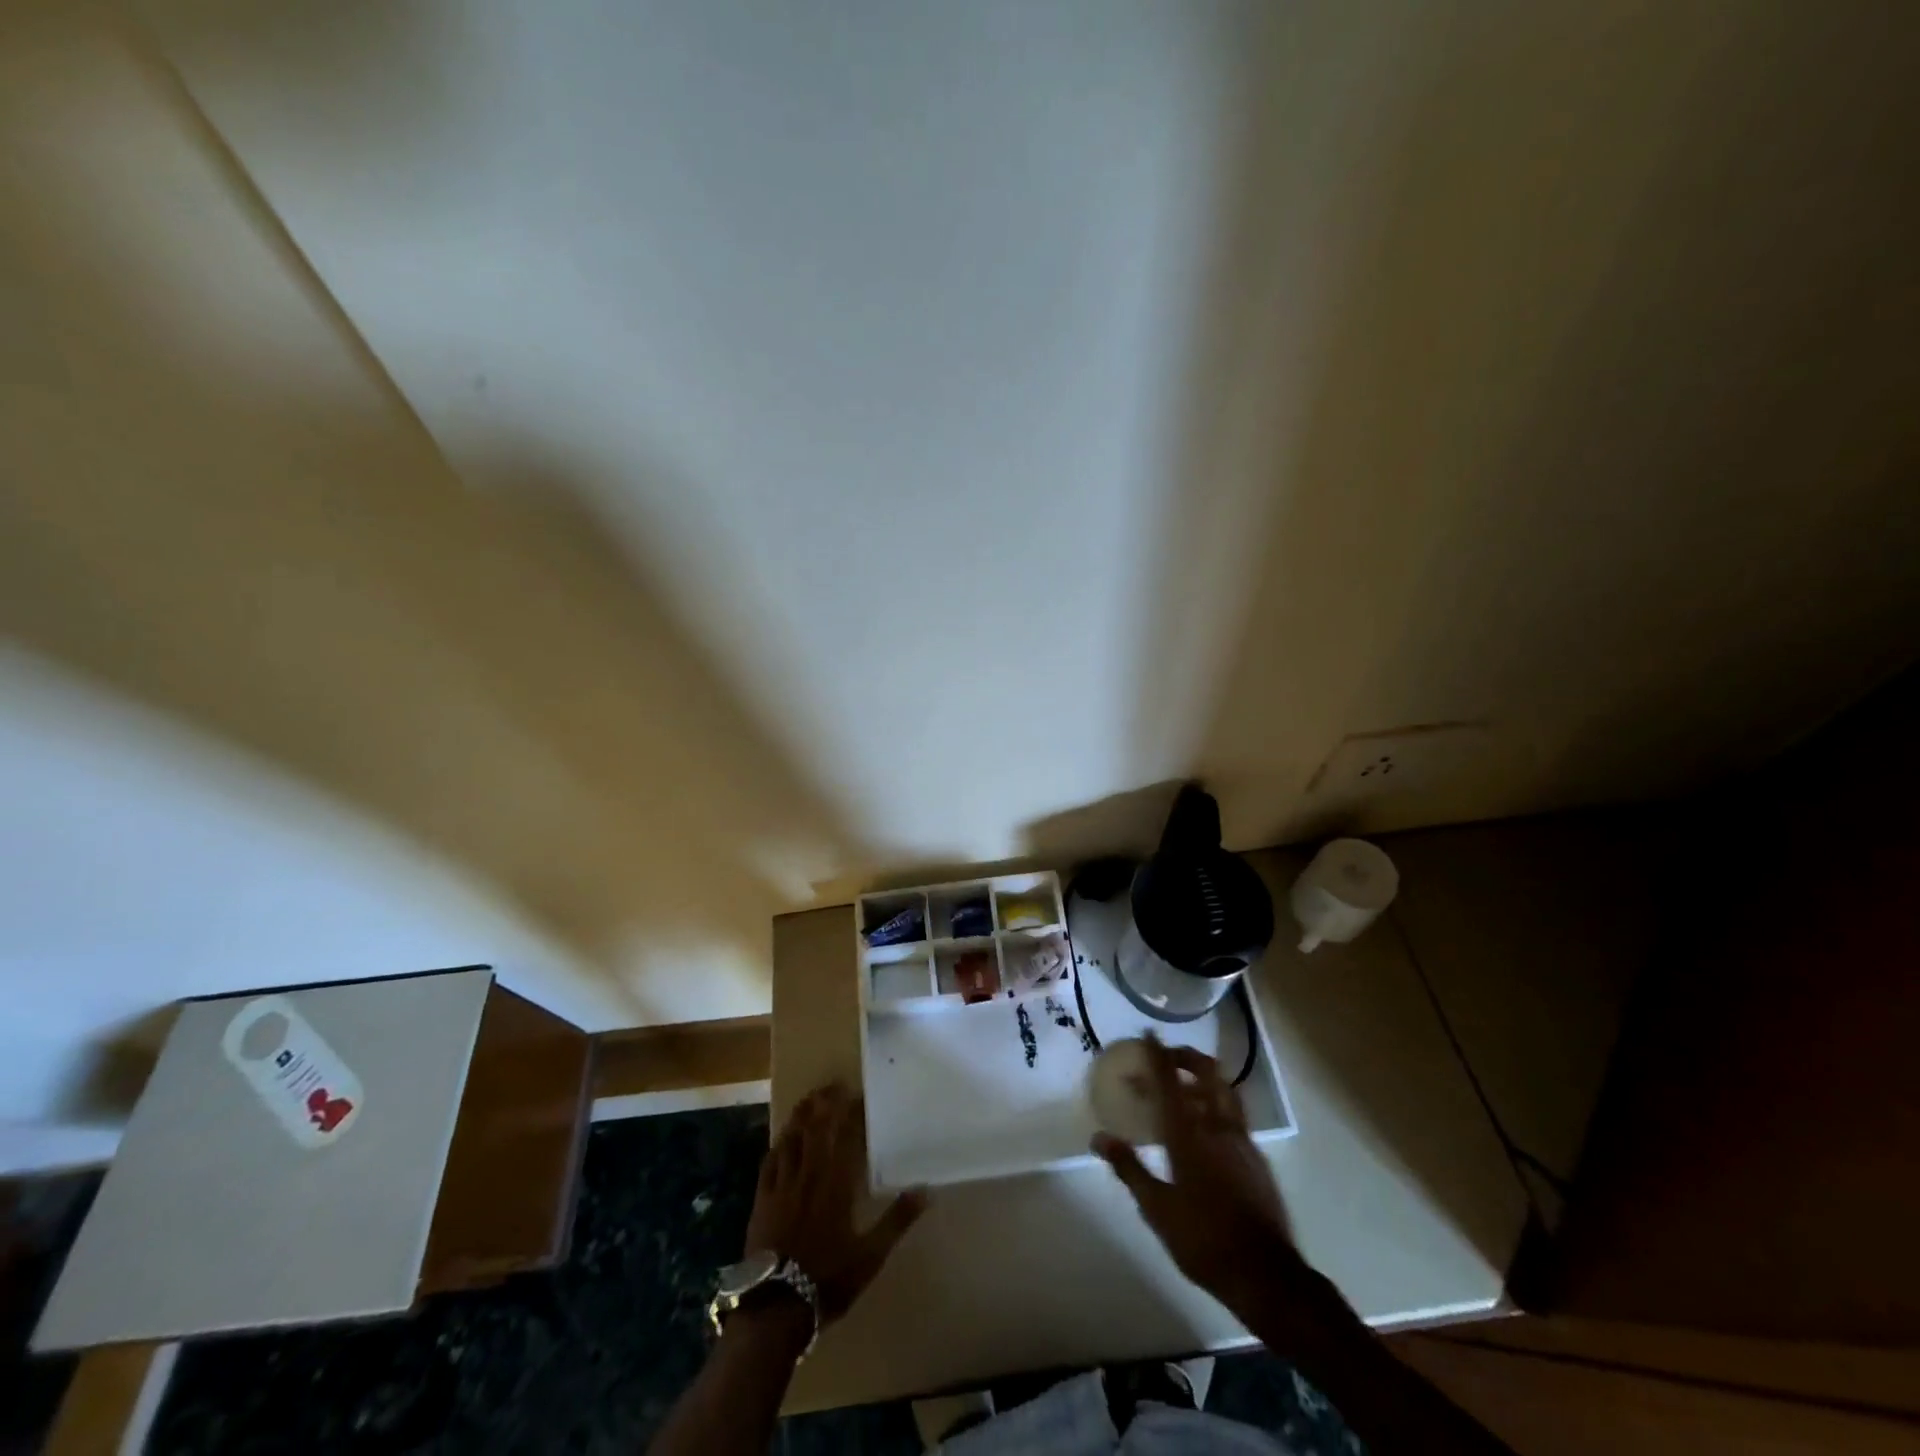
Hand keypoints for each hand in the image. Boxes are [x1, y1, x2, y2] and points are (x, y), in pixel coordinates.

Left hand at [744, 1082, 927, 1323]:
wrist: (775, 1308)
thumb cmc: (828, 1279)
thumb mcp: (871, 1255)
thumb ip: (898, 1220)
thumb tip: (927, 1190)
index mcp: (836, 1183)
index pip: (845, 1135)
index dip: (851, 1112)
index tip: (858, 1094)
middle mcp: (808, 1174)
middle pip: (815, 1128)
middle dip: (824, 1103)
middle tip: (833, 1085)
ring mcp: (782, 1185)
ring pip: (791, 1139)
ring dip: (801, 1116)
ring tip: (809, 1099)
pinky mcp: (762, 1199)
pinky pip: (770, 1162)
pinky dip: (778, 1144)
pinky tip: (781, 1139)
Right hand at [1093, 1038, 1298, 1309]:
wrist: (1266, 1275)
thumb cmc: (1204, 1241)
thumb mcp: (1157, 1209)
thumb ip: (1129, 1168)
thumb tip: (1099, 1137)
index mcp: (1188, 1135)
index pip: (1170, 1082)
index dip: (1157, 1055)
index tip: (1148, 1034)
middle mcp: (1217, 1127)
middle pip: (1206, 1073)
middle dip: (1186, 1057)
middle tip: (1166, 1058)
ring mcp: (1243, 1140)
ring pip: (1225, 1090)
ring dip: (1205, 1077)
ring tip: (1186, 1085)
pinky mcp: (1258, 1157)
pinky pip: (1236, 1114)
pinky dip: (1218, 1104)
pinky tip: (1208, 1125)